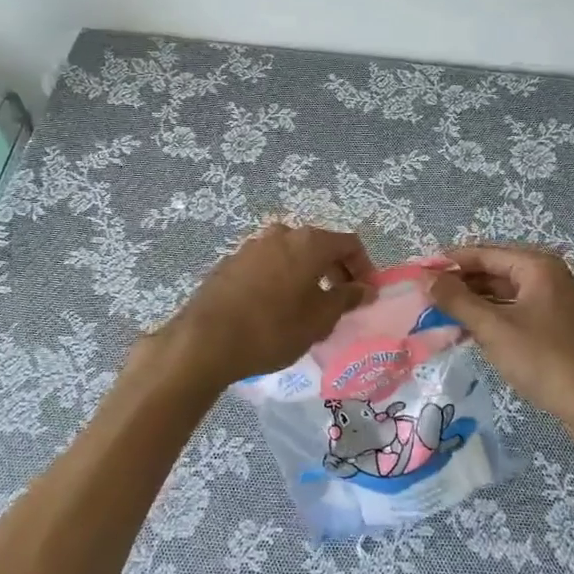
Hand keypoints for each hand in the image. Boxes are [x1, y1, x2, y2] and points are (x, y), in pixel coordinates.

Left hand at [142, 223, 374, 394]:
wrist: (206, 339)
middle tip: (342, 302)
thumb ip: (346, 298)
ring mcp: (253, 246)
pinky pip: (269, 265)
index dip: (364, 267)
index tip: (367, 295)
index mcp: (308, 242)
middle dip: (336, 271)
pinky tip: (277, 308)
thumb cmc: (273, 329)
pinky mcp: (232, 262)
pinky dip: (282, 279)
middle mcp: (282, 234)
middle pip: (320, 246)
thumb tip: (365, 288)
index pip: (349, 243)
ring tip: (310, 308)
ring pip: (292, 255)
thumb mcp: (319, 319)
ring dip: (308, 275)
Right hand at [428, 244, 573, 427]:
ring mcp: (554, 302)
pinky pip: (514, 311)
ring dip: (473, 303)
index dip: (448, 262)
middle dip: (459, 284)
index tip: (417, 274)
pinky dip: (490, 318)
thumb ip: (456, 300)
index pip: (482, 253)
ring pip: (502, 293)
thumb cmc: (545, 360)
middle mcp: (547, 275)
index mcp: (536, 265)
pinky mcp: (555, 326)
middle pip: (492, 271)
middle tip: (424, 298)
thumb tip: (424, 277)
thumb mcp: (494, 328)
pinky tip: (468, 331)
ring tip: (438, 315)